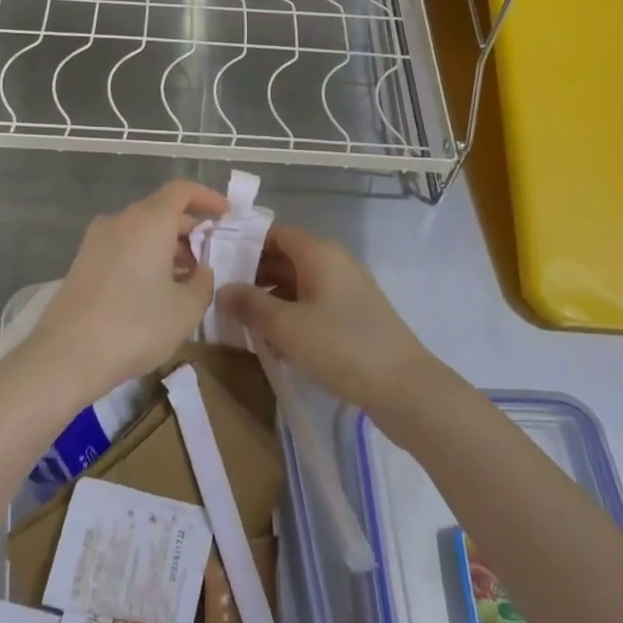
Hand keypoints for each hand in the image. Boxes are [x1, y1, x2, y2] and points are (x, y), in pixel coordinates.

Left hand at [22, 180, 228, 411]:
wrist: (66, 355)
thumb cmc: (135, 325)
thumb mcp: (186, 309)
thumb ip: (203, 282)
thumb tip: (199, 270)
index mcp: (149, 220)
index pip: (181, 191)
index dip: (207, 198)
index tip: (226, 214)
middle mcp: (120, 220)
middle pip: (160, 211)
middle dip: (188, 229)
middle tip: (209, 256)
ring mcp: (96, 240)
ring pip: (140, 231)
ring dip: (166, 246)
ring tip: (186, 279)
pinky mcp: (82, 262)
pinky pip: (123, 247)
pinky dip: (144, 257)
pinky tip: (154, 291)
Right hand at [219, 224, 440, 418]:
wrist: (406, 389)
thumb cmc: (342, 347)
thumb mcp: (287, 326)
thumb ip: (250, 304)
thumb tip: (223, 289)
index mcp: (318, 253)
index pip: (274, 233)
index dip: (244, 243)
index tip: (216, 262)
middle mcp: (333, 263)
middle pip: (284, 258)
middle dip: (252, 276)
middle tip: (221, 298)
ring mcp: (345, 290)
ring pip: (296, 285)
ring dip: (269, 301)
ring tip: (240, 323)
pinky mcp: (352, 317)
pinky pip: (311, 306)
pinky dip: (290, 317)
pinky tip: (272, 343)